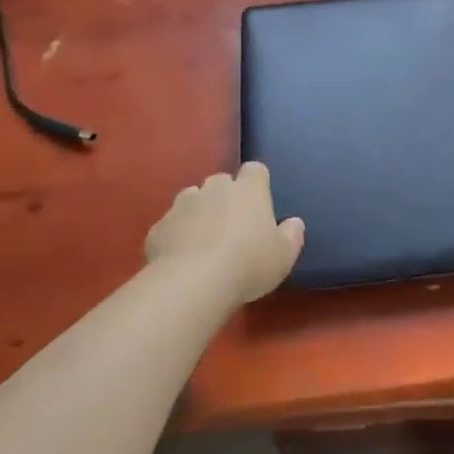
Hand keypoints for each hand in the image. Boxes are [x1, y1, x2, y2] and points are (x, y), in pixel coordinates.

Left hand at [145, 162, 305, 303]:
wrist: (192, 283)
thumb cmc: (248, 264)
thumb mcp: (283, 256)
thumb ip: (291, 235)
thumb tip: (294, 222)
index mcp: (248, 190)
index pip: (255, 170)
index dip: (257, 183)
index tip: (259, 202)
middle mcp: (214, 188)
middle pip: (221, 182)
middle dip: (225, 197)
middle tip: (231, 226)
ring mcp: (183, 205)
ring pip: (192, 198)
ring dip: (198, 212)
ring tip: (203, 241)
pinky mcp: (159, 227)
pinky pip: (171, 225)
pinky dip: (176, 235)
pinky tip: (180, 258)